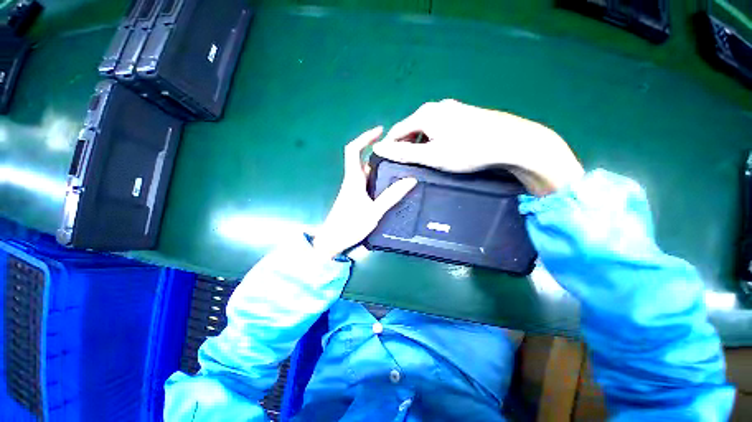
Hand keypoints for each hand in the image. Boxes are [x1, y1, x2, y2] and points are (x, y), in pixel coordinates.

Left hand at [313, 127, 417, 258]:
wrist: (332, 241)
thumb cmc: (350, 226)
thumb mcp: (374, 212)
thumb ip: (391, 196)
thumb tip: (410, 180)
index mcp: (353, 179)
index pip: (353, 150)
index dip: (365, 137)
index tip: (380, 131)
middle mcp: (353, 180)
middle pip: (364, 159)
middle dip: (379, 151)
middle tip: (399, 151)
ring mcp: (354, 189)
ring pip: (367, 171)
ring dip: (380, 166)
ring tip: (400, 166)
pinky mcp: (356, 197)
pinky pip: (368, 182)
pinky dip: (379, 178)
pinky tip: (391, 184)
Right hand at [373, 99, 583, 195]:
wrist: (511, 142)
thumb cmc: (467, 151)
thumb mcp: (431, 155)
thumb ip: (403, 152)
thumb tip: (378, 148)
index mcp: (424, 114)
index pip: (397, 130)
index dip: (390, 146)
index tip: (389, 162)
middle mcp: (436, 107)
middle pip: (411, 127)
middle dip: (407, 145)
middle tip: (410, 164)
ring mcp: (452, 108)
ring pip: (426, 127)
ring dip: (421, 143)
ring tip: (426, 159)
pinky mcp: (463, 113)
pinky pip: (439, 127)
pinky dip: (434, 139)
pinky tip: (443, 149)